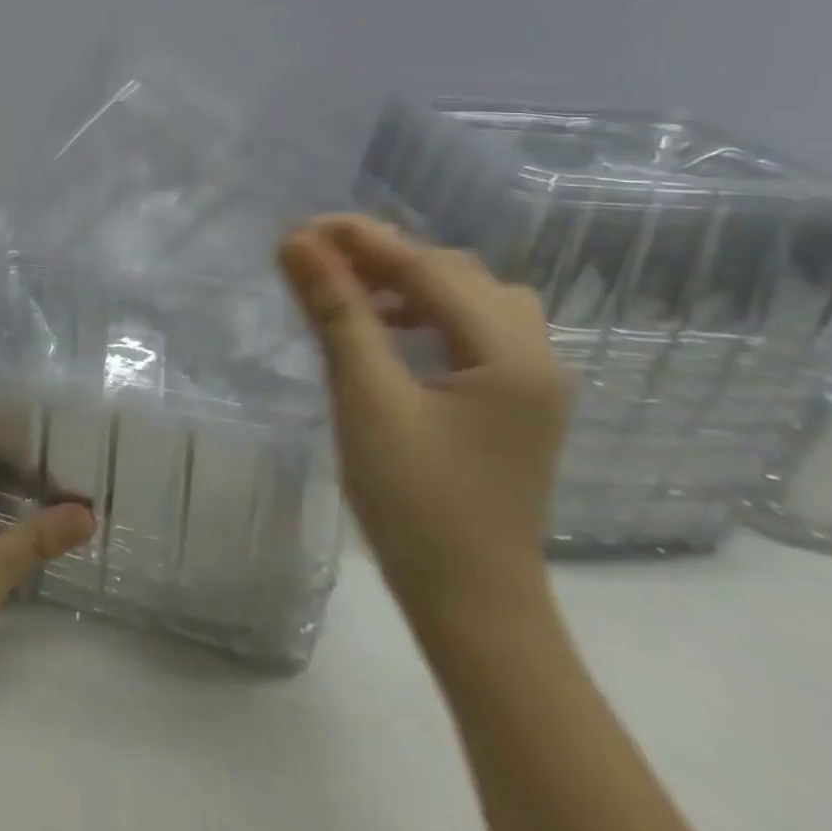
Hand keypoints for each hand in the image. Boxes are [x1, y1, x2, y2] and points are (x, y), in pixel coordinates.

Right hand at [278, 215, 569, 623]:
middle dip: (383, 255)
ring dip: (406, 281)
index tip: (297, 227)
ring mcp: (529, 380)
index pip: (427, 267)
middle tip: (315, 258)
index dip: (360, 240)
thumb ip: (337, 311)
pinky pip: (470, 329)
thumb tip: (296, 242)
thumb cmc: (416, 500)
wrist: (472, 603)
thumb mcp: (366, 396)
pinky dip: (423, 312)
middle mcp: (535, 355)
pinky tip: (384, 330)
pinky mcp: (511, 401)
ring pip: (467, 298)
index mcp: (510, 352)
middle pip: (455, 273)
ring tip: (349, 289)